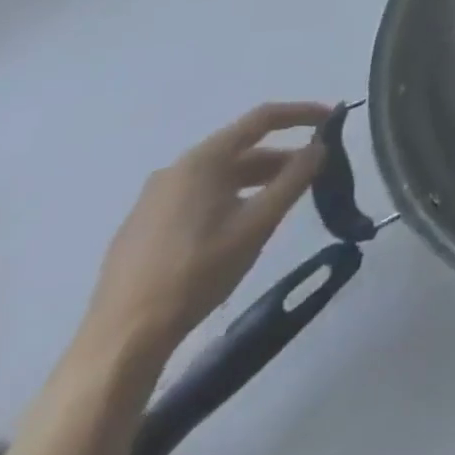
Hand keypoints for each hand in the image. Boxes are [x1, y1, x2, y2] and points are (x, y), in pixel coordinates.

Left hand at [83, 102, 329, 356]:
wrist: (121, 341)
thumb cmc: (198, 272)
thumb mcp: (258, 223)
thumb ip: (295, 178)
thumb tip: (320, 146)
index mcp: (202, 161)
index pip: (262, 118)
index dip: (302, 113)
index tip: (333, 118)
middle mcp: (175, 170)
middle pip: (241, 148)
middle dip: (282, 156)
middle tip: (314, 172)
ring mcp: (153, 199)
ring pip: (220, 175)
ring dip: (257, 179)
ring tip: (282, 201)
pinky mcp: (142, 227)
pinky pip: (198, 196)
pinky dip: (230, 197)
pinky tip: (239, 226)